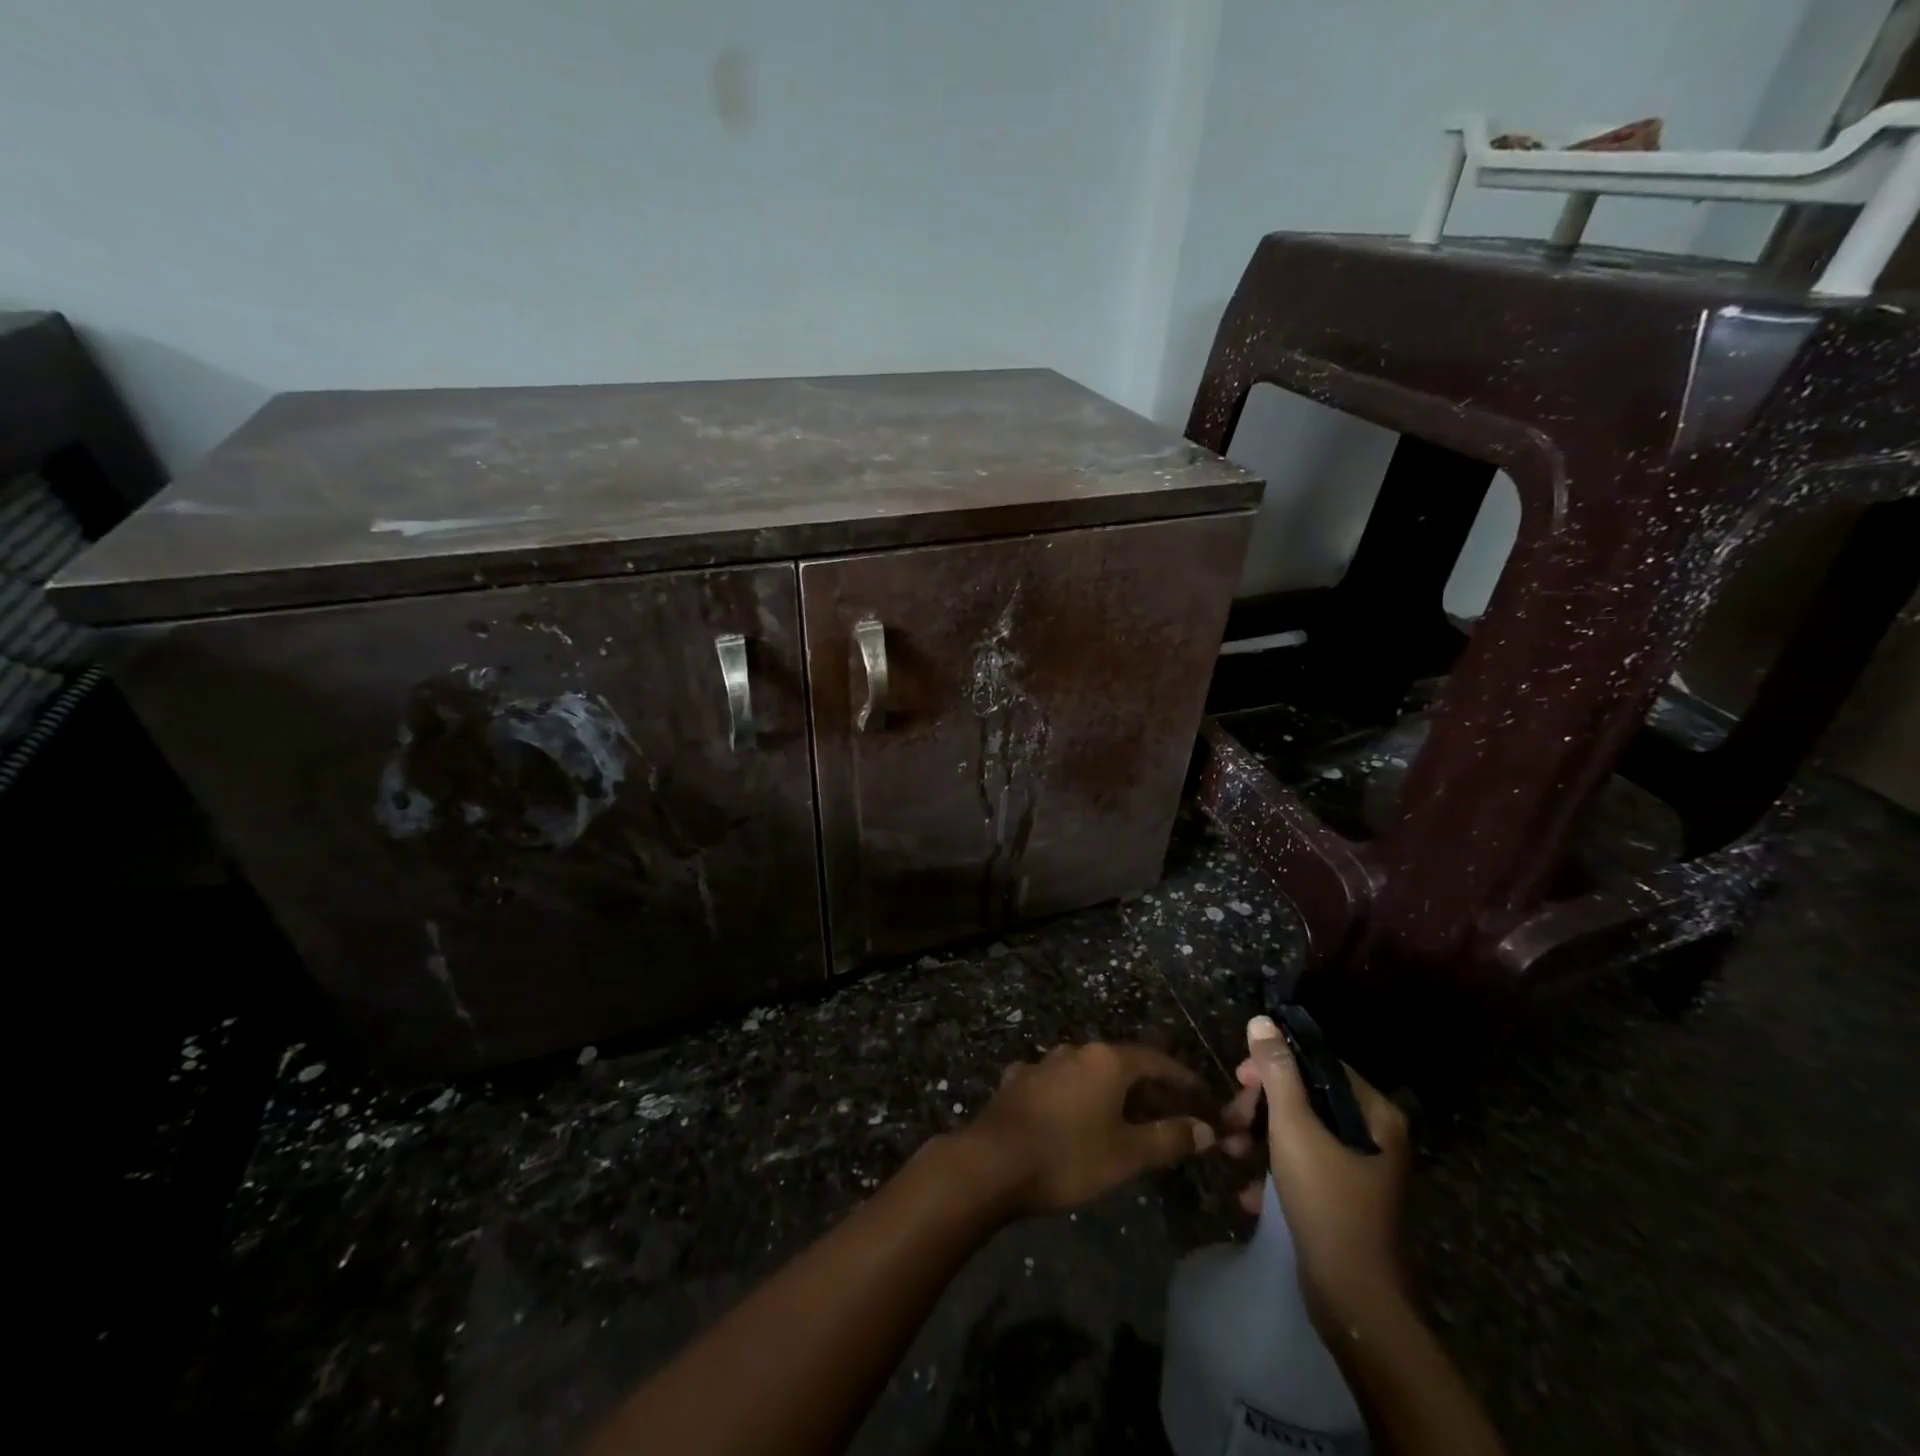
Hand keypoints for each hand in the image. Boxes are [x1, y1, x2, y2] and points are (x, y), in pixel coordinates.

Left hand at [959, 1042, 1217, 1213]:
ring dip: (1112, 1092)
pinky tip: (1075, 1116)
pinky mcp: (1018, 1080)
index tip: (1203, 1097)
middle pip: (1123, 1064)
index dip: (1183, 1079)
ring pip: (1089, 1073)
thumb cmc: (1068, 1156)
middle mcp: (1076, 1050)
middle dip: (1149, 1089)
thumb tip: (1206, 1129)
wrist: (992, 1161)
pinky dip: (1077, 1098)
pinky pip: (1059, 1084)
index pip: (1157, 1061)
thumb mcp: (1127, 1154)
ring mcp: (1043, 1062)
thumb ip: (1168, 1138)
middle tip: (1172, 1116)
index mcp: (1107, 1060)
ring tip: (1127, 1118)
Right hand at [1222, 1015, 1409, 1325]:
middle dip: (1261, 1107)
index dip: (1275, 1064)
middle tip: (1230, 1118)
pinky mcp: (1343, 1198)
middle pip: (1306, 1098)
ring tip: (1230, 1152)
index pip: (1318, 1064)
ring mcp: (1360, 1169)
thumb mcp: (1293, 1127)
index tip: (1240, 1077)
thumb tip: (1262, 1021)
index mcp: (1374, 1114)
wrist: (1352, 1298)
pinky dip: (1274, 1171)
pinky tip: (1248, 1191)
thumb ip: (1277, 1072)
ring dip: (1259, 1137)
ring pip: (1300, 1132)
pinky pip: (1303, 1166)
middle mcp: (1374, 1136)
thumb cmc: (1325, 1200)